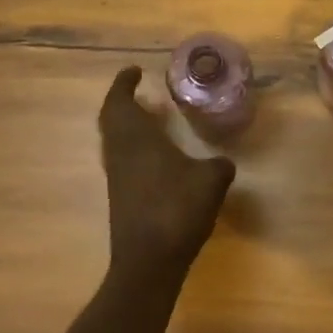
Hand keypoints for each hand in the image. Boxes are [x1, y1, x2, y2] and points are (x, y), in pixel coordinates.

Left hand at [98, 67, 235, 273]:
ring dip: (129, 127)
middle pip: (111, 120)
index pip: (120, 102)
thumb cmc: (177, 210)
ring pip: (115, 141)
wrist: (149, 261)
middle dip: (123, 102)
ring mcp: (118, 178)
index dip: (123, 84)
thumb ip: (218, 165)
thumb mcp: (211, 180)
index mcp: (137, 139)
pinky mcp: (121, 198)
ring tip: (153, 121)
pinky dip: (136, 149)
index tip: (134, 71)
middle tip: (141, 93)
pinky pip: (124, 161)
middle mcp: (120, 154)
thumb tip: (221, 161)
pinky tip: (160, 158)